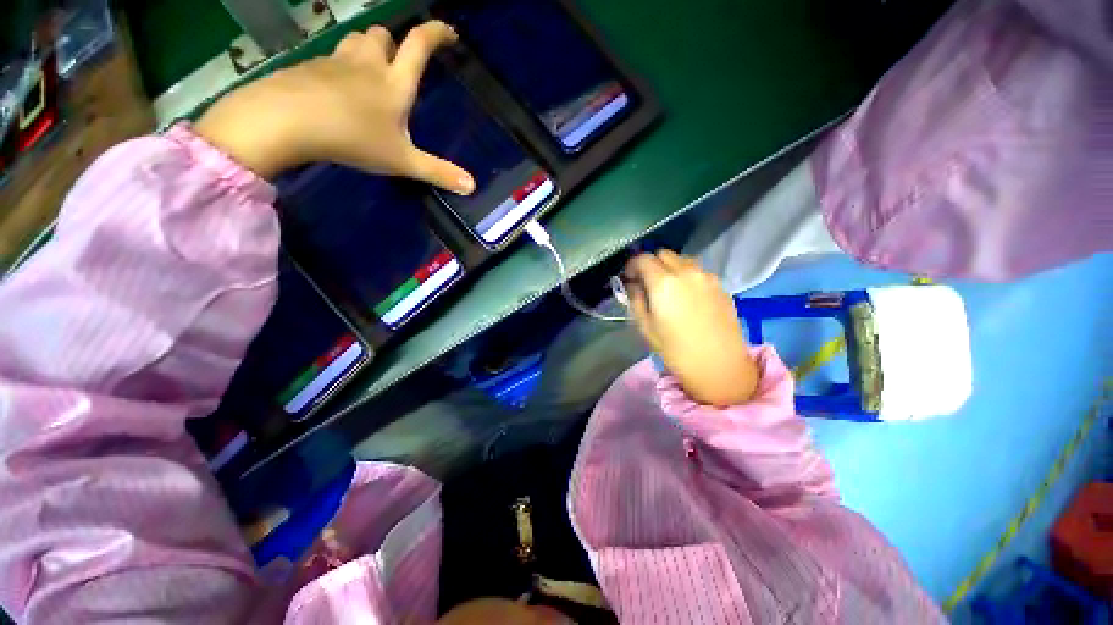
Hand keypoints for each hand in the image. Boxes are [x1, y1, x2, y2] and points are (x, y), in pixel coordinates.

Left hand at [194, 20, 474, 192]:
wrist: (288, 120)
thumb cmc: (354, 138)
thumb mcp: (402, 161)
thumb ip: (437, 172)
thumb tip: (472, 186)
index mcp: (395, 82)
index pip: (420, 46)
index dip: (436, 34)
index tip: (448, 32)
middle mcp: (368, 63)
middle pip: (383, 35)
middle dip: (393, 44)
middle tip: (397, 65)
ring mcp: (336, 61)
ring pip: (356, 41)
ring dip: (366, 50)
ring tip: (368, 74)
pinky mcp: (310, 67)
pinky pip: (330, 57)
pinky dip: (340, 67)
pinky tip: (337, 91)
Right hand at [625, 251, 757, 406]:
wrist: (719, 366)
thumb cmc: (675, 350)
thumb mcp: (645, 327)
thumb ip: (636, 299)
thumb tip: (634, 285)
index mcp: (663, 283)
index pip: (643, 259)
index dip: (632, 265)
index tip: (629, 277)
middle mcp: (686, 272)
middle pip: (663, 254)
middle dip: (651, 264)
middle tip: (646, 282)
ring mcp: (707, 276)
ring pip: (682, 259)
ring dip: (670, 267)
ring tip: (668, 287)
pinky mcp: (720, 285)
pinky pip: (698, 271)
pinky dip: (687, 275)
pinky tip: (687, 295)